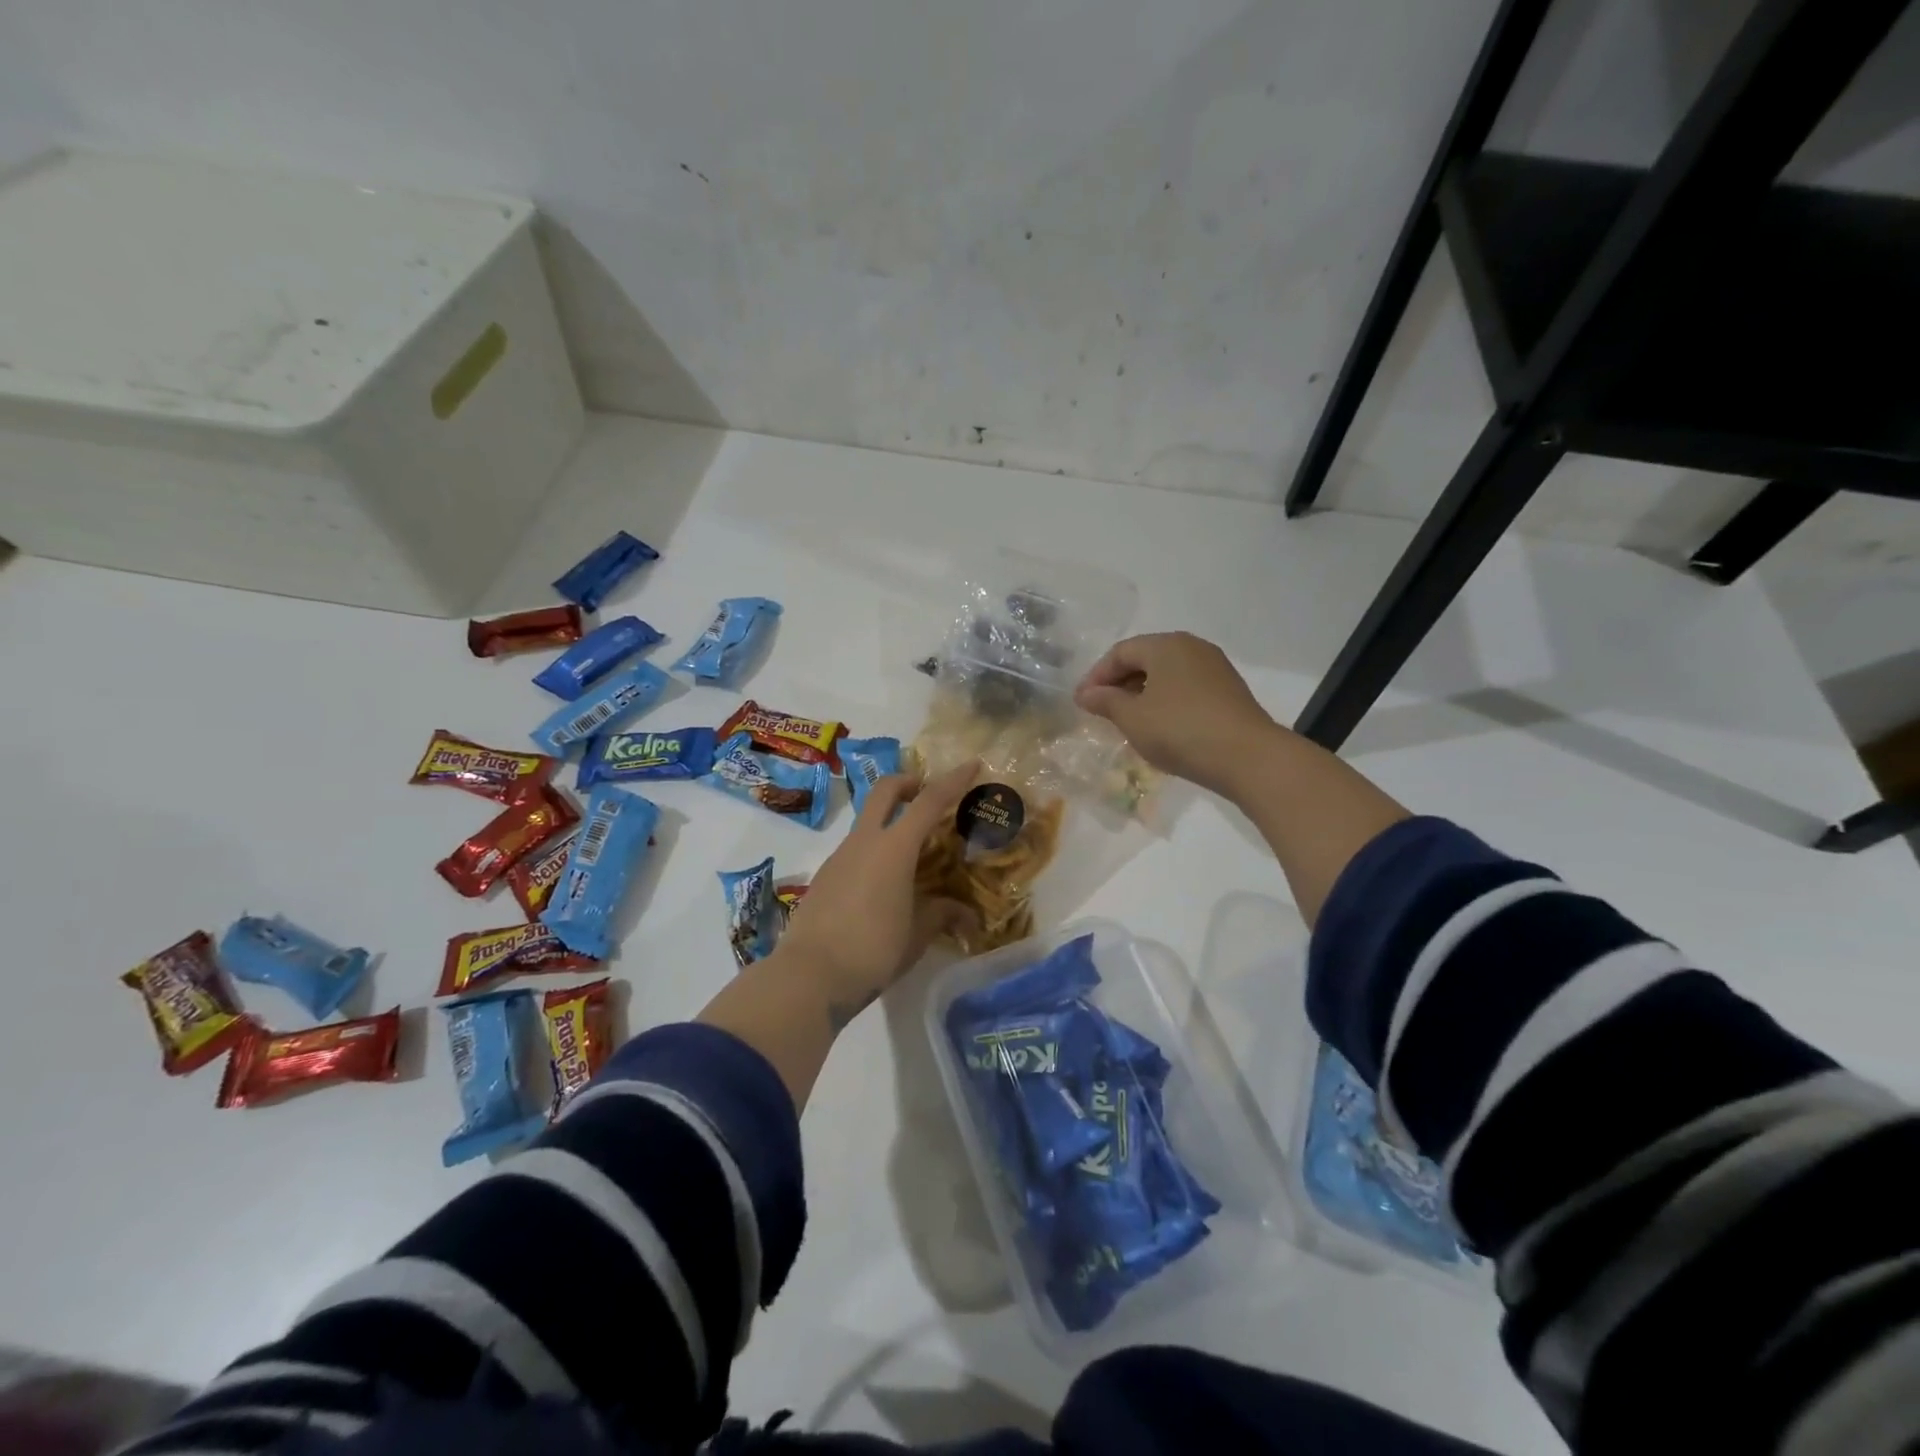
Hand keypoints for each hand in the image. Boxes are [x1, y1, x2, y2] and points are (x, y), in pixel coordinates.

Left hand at [775, 760, 980, 1025]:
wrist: (809, 975)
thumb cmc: (873, 950)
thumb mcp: (917, 935)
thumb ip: (942, 915)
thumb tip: (965, 914)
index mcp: (894, 848)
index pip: (928, 802)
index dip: (953, 780)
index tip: (971, 764)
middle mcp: (864, 842)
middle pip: (885, 790)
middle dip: (910, 782)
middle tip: (929, 793)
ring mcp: (839, 856)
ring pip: (868, 820)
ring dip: (891, 820)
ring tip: (914, 852)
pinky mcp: (825, 875)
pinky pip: (856, 849)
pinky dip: (875, 850)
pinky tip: (886, 884)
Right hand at [1075, 631, 1281, 796]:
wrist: (1247, 756)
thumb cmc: (1180, 730)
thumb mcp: (1133, 718)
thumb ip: (1106, 701)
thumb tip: (1085, 693)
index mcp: (1166, 645)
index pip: (1120, 652)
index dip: (1096, 676)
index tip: (1082, 702)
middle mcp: (1191, 647)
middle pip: (1145, 658)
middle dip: (1119, 683)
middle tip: (1102, 710)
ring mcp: (1214, 667)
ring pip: (1167, 673)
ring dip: (1142, 693)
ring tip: (1128, 720)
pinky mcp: (1228, 690)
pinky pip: (1185, 687)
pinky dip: (1165, 700)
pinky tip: (1160, 725)